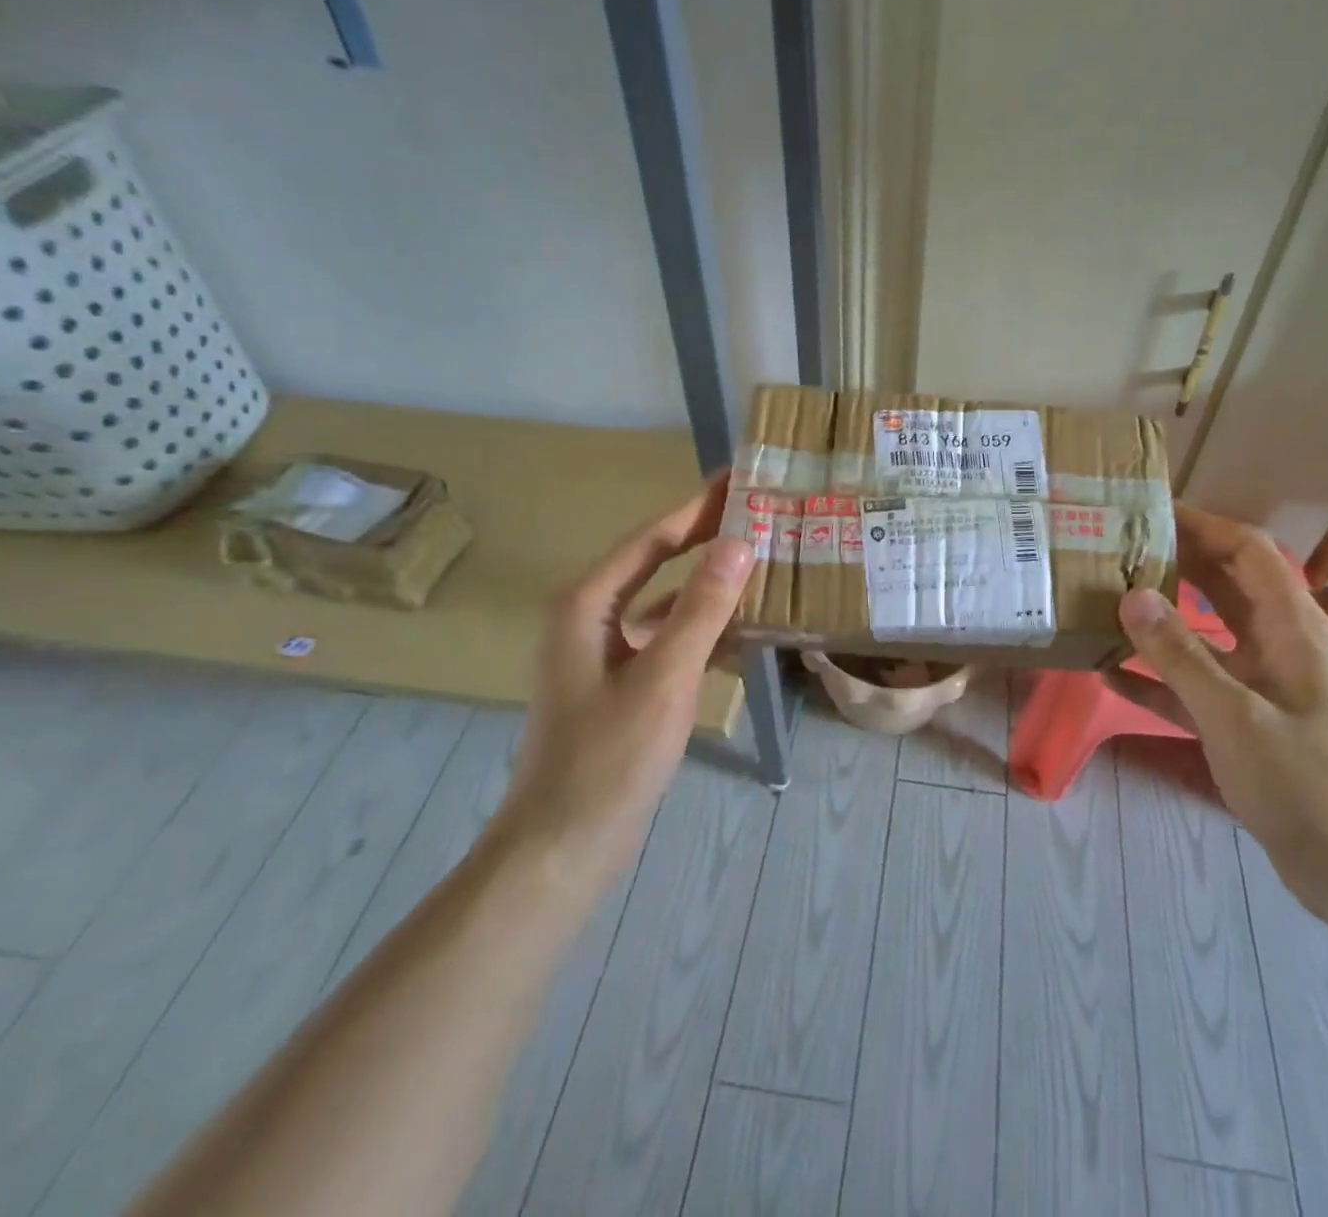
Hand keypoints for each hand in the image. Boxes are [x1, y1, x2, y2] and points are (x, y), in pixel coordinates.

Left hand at [498, 475, 754, 866]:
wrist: (563, 848)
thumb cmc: (608, 758)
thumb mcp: (663, 677)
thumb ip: (703, 609)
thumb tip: (738, 542)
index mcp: (588, 604)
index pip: (652, 538)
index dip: (697, 507)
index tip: (739, 478)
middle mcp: (592, 618)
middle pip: (658, 563)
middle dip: (706, 538)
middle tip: (759, 512)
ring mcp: (606, 654)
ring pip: (667, 604)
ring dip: (711, 587)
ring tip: (764, 564)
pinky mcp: (622, 685)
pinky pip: (669, 641)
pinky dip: (705, 631)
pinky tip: (746, 631)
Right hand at [1109, 507, 1327, 919]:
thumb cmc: (1308, 785)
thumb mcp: (1236, 717)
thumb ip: (1181, 655)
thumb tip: (1131, 594)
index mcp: (1292, 627)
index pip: (1246, 550)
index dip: (1201, 523)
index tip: (1146, 509)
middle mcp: (1278, 643)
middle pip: (1222, 582)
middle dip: (1172, 559)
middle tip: (1110, 546)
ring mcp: (1261, 682)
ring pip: (1203, 631)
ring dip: (1159, 614)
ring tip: (1102, 596)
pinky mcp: (1245, 719)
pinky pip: (1193, 682)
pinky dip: (1156, 673)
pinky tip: (1109, 670)